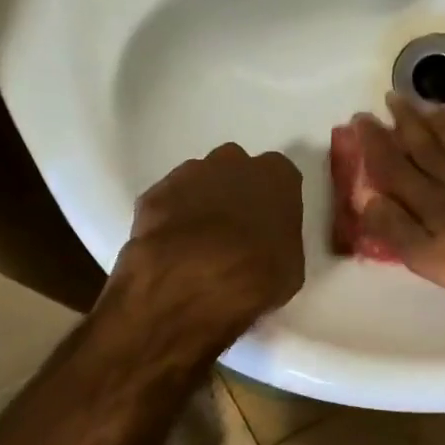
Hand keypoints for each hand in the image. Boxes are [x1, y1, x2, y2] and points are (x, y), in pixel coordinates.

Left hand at [113, 143, 304, 337]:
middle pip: (235, 170)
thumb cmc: (258, 274)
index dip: (272, 203)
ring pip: (197, 182)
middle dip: (234, 193)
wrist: (194, 281)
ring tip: (199, 244)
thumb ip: (280, 242)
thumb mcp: (291, 267)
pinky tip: (172, 250)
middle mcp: (232, 162)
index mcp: (276, 176)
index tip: (267, 226)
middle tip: (234, 231)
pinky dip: (170, 220)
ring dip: (200, 204)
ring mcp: (188, 174)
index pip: (279, 179)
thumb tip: (267, 246)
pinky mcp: (153, 194)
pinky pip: (167, 203)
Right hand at [354, 94, 444, 301]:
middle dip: (406, 121)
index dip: (376, 143)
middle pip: (426, 145)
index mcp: (430, 200)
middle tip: (392, 96)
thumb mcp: (429, 258)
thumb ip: (397, 229)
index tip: (361, 118)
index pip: (395, 166)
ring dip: (444, 123)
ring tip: (433, 106)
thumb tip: (368, 201)